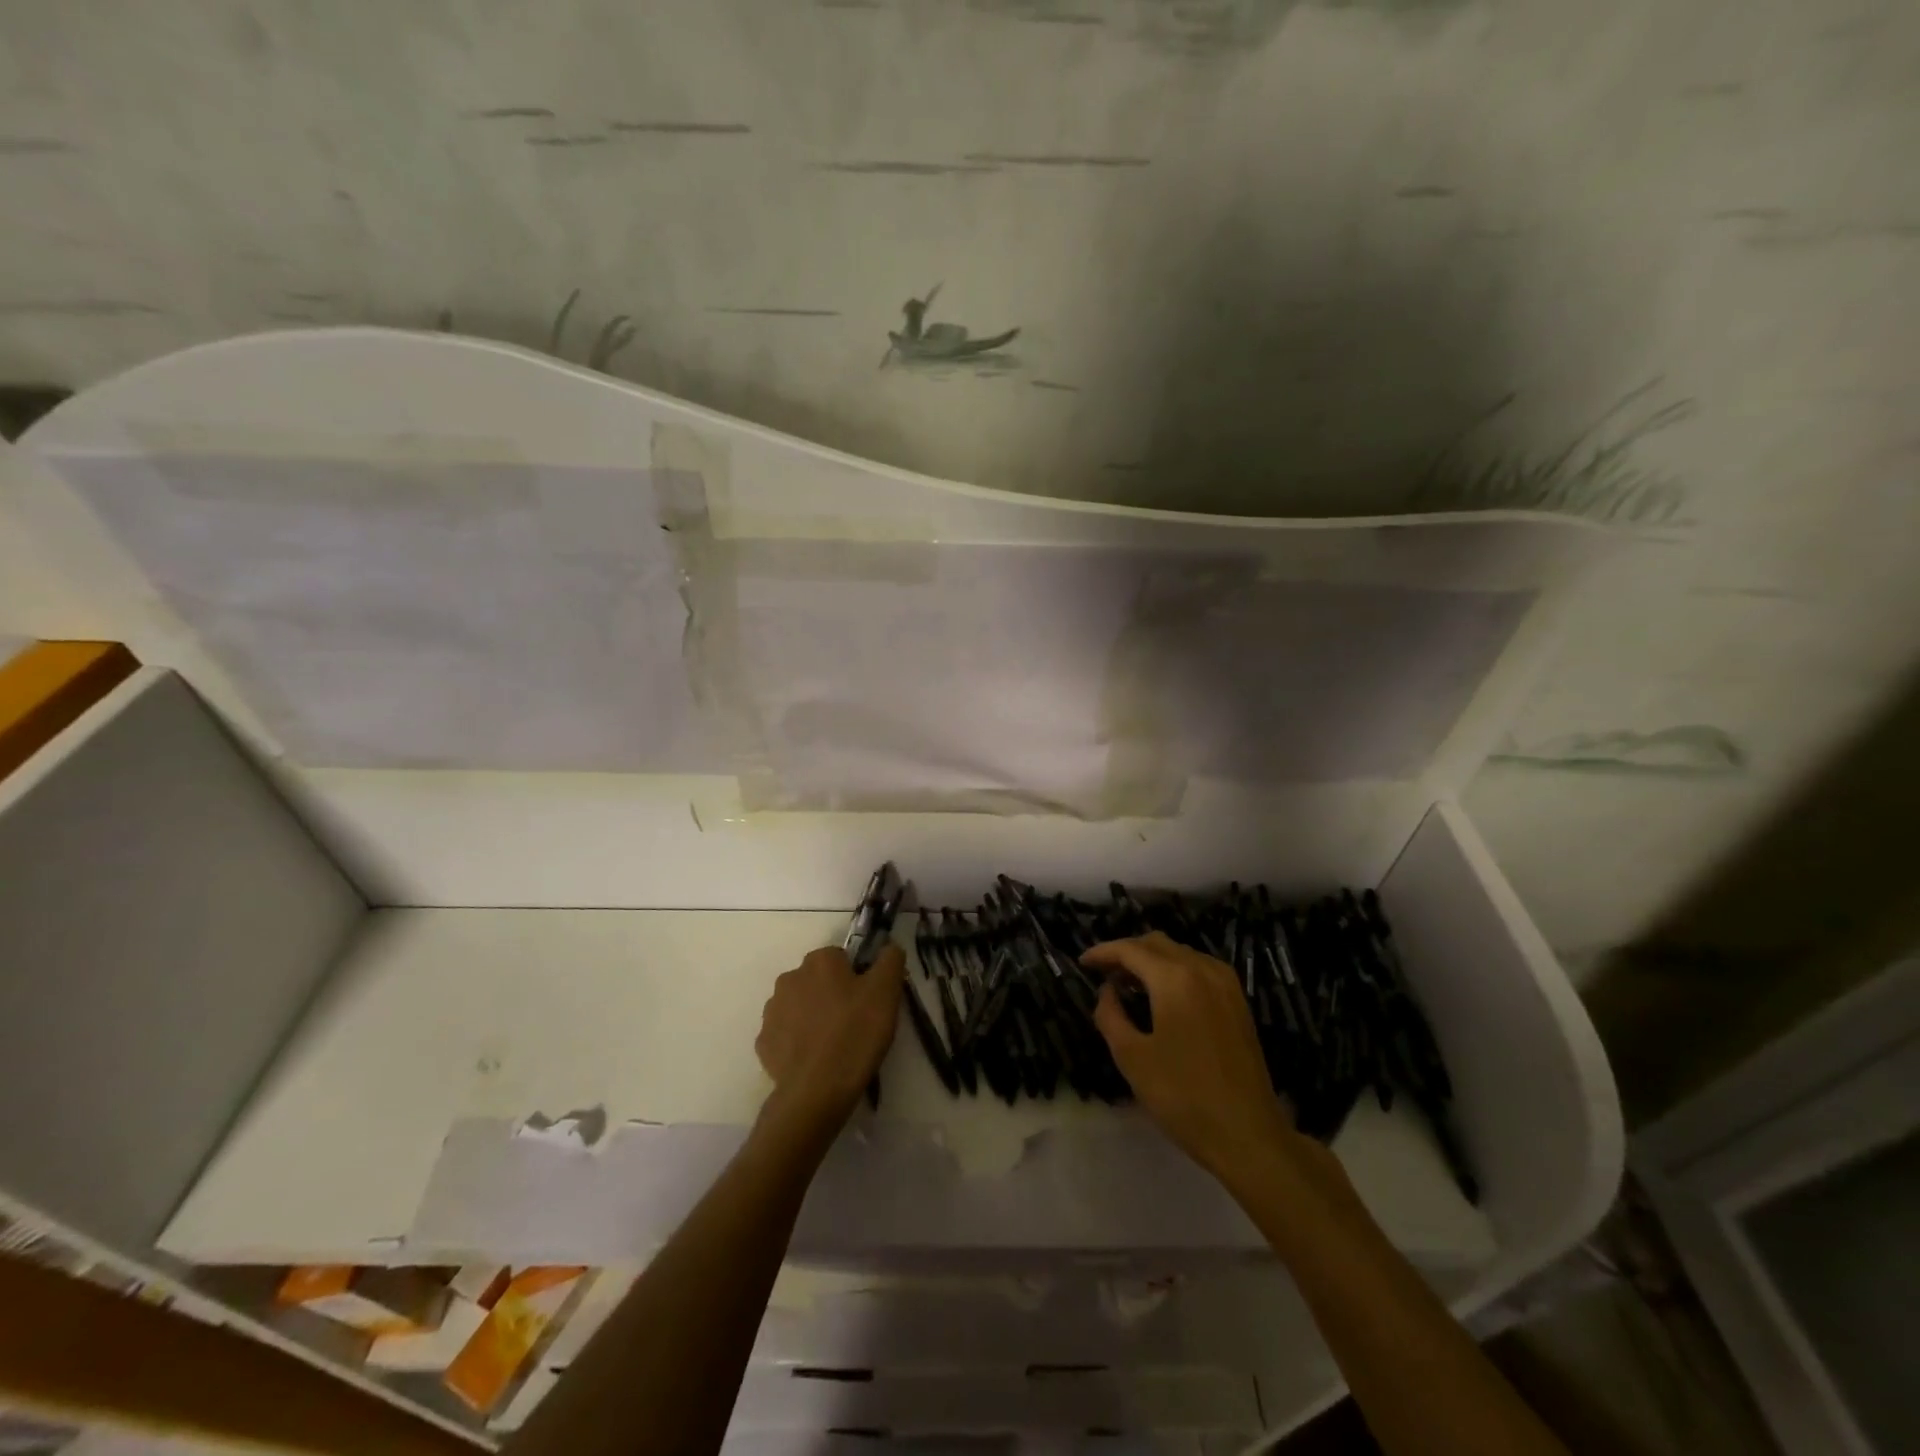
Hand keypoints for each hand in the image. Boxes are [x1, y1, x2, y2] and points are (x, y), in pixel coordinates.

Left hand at [755, 944, 903, 1133]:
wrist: (817, 1091)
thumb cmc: (856, 1034)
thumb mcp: (887, 992)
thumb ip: (890, 960)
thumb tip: (889, 947)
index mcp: (819, 961)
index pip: (841, 957)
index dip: (857, 977)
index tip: (867, 1001)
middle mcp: (790, 977)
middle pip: (818, 980)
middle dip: (833, 994)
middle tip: (854, 1022)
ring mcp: (772, 1011)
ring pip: (799, 1005)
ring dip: (813, 1016)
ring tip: (834, 1043)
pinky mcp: (763, 1042)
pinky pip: (786, 1033)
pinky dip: (798, 1041)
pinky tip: (814, 1058)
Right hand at [1083, 932, 1300, 1185]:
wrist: (1248, 1135)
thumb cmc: (1183, 1097)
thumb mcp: (1132, 1058)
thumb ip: (1111, 1015)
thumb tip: (1107, 991)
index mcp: (1175, 979)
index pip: (1130, 949)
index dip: (1103, 952)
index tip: (1082, 963)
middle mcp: (1203, 969)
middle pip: (1157, 943)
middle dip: (1127, 952)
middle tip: (1103, 974)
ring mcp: (1226, 984)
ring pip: (1180, 952)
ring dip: (1151, 960)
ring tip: (1129, 984)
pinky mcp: (1238, 1001)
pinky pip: (1199, 968)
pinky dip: (1175, 970)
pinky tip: (1163, 995)